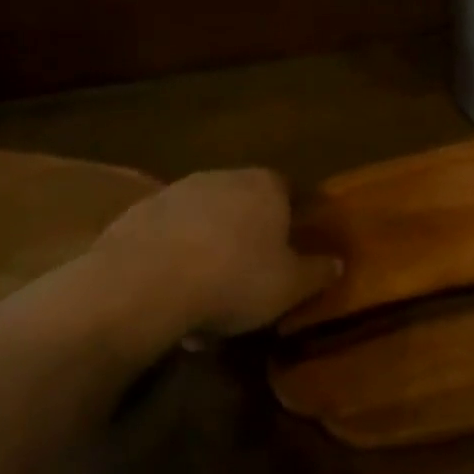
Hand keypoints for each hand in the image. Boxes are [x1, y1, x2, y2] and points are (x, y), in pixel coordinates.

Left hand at [75, 169, 339, 360]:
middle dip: (246, 235)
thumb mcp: (290, 286)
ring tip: (205, 296)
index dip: (290, 219)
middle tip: (249, 276)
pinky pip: (167, 237)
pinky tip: (170, 295)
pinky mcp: (136, 214)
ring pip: (203, 221)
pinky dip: (172, 258)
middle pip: (243, 204)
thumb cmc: (233, 279)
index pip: (288, 191)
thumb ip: (318, 272)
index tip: (289, 249)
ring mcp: (175, 192)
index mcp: (266, 186)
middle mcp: (222, 177)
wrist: (141, 284)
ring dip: (207, 249)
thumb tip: (338, 262)